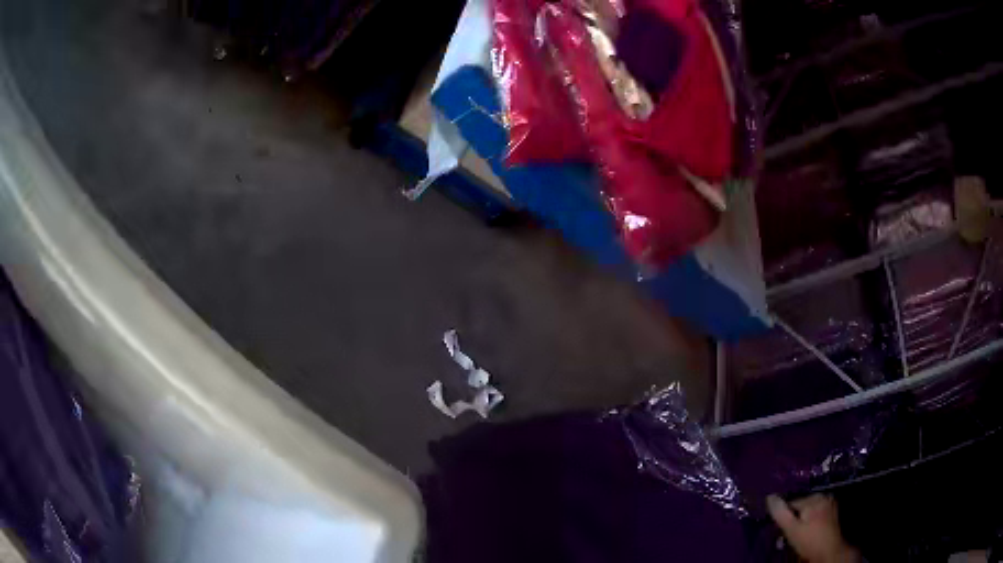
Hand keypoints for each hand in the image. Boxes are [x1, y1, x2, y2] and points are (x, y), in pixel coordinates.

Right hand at [767, 494, 859, 562]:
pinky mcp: (832, 512)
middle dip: (793, 518)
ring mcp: (829, 504)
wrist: (829, 551)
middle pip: (801, 506)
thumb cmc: (809, 541)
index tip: (781, 530)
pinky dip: (810, 520)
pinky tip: (808, 532)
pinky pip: (816, 513)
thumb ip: (780, 513)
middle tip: (790, 534)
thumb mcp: (791, 529)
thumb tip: (769, 496)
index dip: (784, 517)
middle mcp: (823, 496)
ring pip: (808, 510)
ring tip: (798, 534)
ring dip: (801, 520)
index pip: (791, 503)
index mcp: (814, 498)